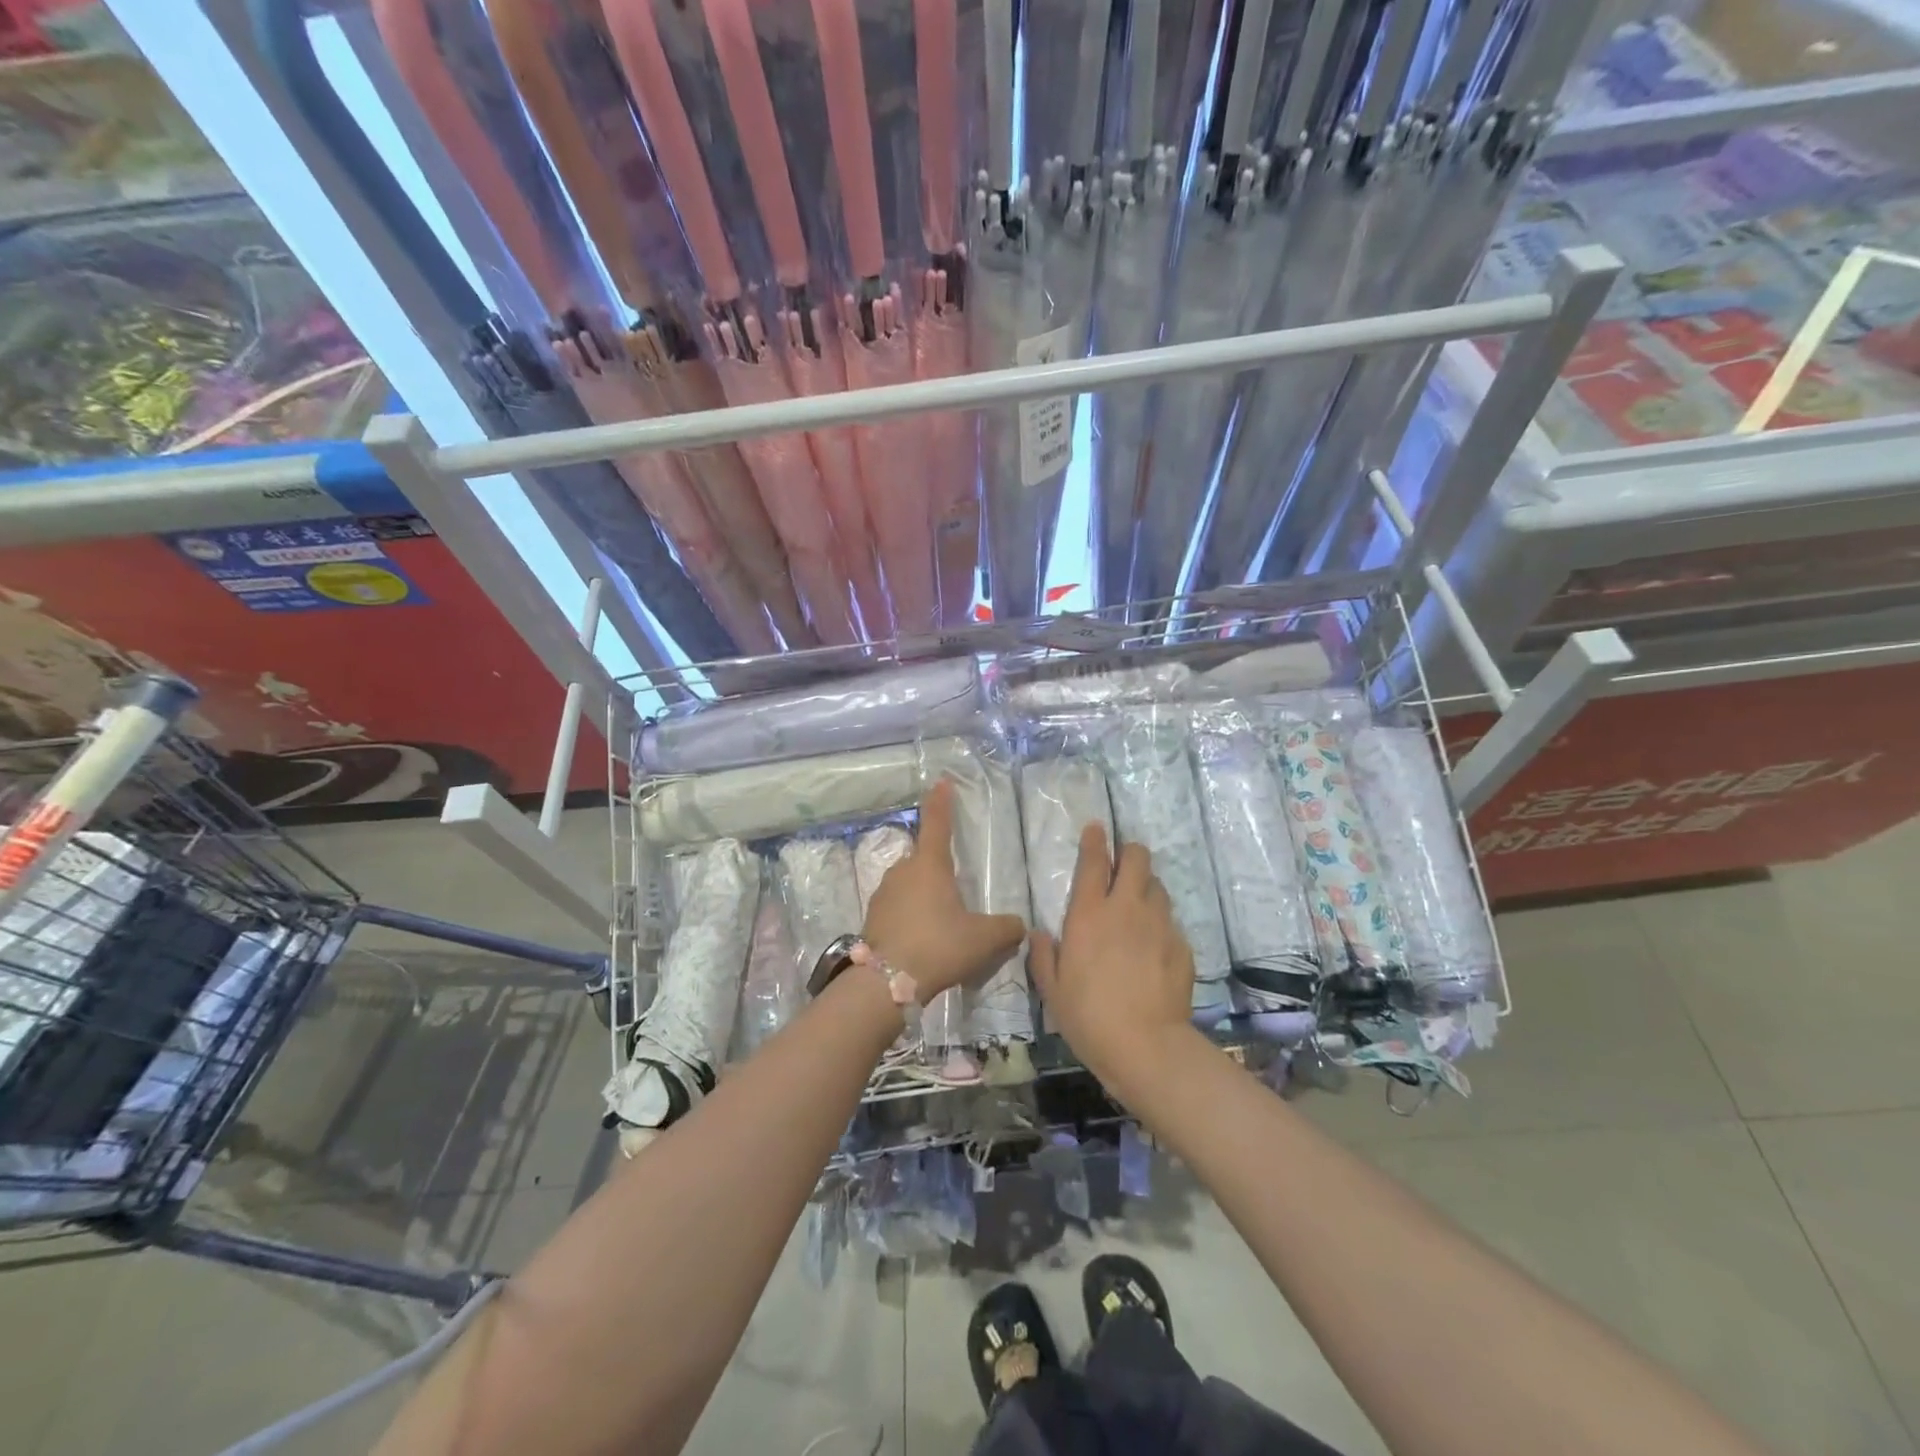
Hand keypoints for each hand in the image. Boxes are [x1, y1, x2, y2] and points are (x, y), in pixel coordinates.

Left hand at [862, 779, 1025, 999]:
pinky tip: (923, 938)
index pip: (937, 823)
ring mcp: (883, 893)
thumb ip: (1007, 928)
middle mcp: (903, 870)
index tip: (941, 782)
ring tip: (941, 922)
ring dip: (924, 894)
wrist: (886, 983)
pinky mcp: (872, 917)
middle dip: (939, 868)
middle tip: (957, 891)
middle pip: (924, 858)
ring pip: (909, 884)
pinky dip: (911, 915)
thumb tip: (1018, 926)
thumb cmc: (939, 946)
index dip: (941, 802)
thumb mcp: (984, 939)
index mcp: (930, 865)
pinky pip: (898, 907)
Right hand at [1030, 824, 1195, 1095]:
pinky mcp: (1182, 946)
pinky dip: (1160, 926)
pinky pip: (1171, 923)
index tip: (1096, 828)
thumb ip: (1042, 955)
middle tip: (1124, 863)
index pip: (1094, 862)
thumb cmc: (1088, 1016)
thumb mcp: (1051, 989)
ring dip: (1147, 888)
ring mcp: (1159, 925)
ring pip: (1158, 887)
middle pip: (1138, 859)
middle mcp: (1126, 909)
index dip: (1095, 840)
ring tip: (1139, 905)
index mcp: (1089, 914)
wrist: (1145, 1046)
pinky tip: (1154, 947)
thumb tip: (1038, 933)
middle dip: (1130, 853)